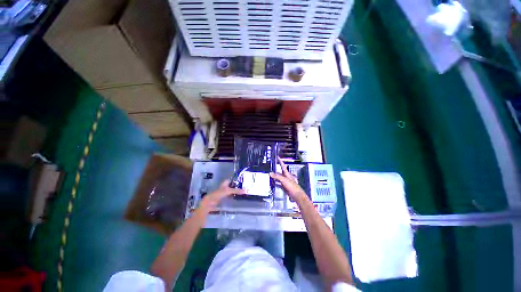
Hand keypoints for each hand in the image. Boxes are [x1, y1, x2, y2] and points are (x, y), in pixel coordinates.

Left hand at [200, 179, 243, 210]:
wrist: (210, 202)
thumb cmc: (218, 194)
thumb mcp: (228, 191)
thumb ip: (236, 191)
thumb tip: (245, 190)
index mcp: (225, 183)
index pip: (232, 179)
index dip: (236, 179)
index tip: (243, 180)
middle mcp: (224, 186)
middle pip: (232, 185)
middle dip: (237, 186)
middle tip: (244, 187)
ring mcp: (223, 192)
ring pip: (231, 190)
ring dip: (235, 191)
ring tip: (242, 192)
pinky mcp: (223, 198)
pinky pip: (229, 196)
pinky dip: (233, 196)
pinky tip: (237, 197)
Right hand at [270, 157, 306, 201]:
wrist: (297, 195)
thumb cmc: (292, 186)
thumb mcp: (284, 180)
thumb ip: (277, 176)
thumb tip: (270, 173)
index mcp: (287, 174)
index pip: (283, 166)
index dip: (280, 161)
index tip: (278, 157)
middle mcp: (286, 177)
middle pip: (280, 172)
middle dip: (276, 169)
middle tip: (271, 167)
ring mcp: (285, 182)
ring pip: (279, 178)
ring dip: (275, 177)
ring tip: (270, 175)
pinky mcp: (284, 187)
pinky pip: (279, 184)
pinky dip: (276, 183)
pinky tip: (273, 183)